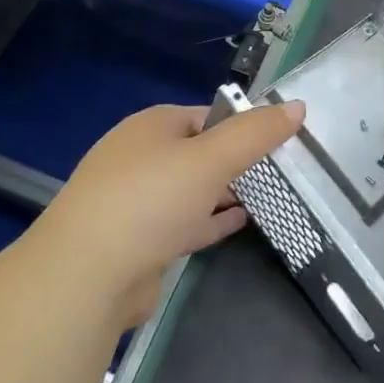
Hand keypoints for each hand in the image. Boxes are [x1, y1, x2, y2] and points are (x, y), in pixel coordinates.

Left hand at [41, 100, 304, 326]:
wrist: (86, 276)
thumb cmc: (151, 200)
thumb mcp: (212, 158)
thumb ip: (256, 134)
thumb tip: (298, 106)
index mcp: (153, 126)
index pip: (209, 115)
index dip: (244, 125)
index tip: (281, 141)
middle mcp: (141, 157)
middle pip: (200, 152)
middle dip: (237, 160)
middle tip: (281, 171)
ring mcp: (136, 201)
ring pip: (192, 189)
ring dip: (226, 191)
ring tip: (270, 194)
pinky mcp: (139, 242)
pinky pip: (185, 222)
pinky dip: (212, 219)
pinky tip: (241, 222)